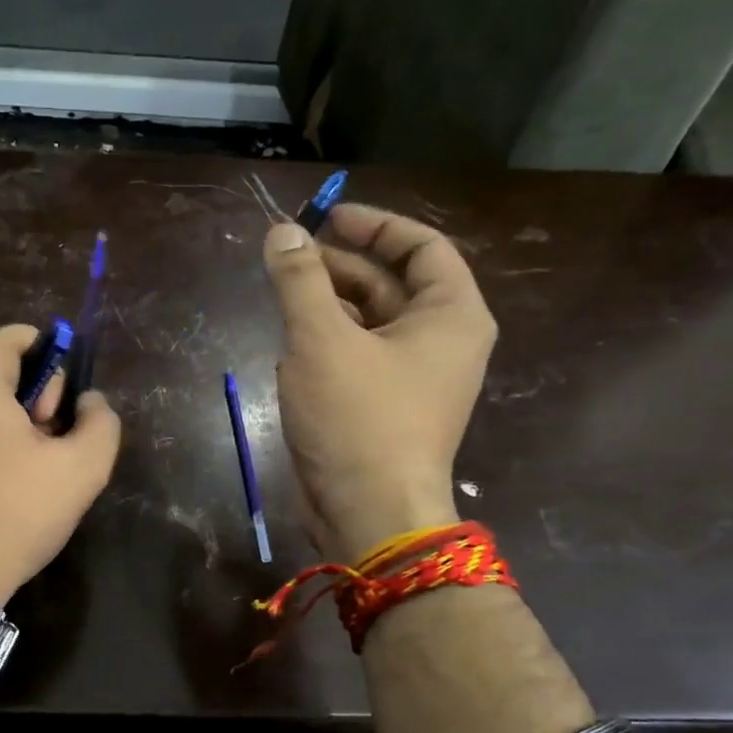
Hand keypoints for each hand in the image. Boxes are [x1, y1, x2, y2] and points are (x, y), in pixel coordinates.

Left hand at [0, 324, 121, 602]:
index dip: (54, 375)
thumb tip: (88, 402)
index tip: (55, 423)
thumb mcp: (82, 469)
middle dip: (29, 403)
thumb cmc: (11, 514)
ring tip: (14, 476)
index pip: (24, 338)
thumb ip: (101, 420)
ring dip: (4, 425)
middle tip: (38, 455)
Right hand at [262, 203, 495, 562]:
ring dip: (328, 308)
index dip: (374, 226)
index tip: (326, 218)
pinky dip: (327, 347)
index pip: (422, 247)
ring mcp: (414, 381)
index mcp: (450, 315)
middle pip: (392, 285)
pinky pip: (358, 361)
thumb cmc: (357, 419)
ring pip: (370, 325)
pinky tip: (290, 350)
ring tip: (282, 300)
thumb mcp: (321, 341)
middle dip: (340, 267)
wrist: (368, 514)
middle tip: (288, 259)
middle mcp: (441, 343)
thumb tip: (281, 232)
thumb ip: (300, 281)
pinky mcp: (385, 411)